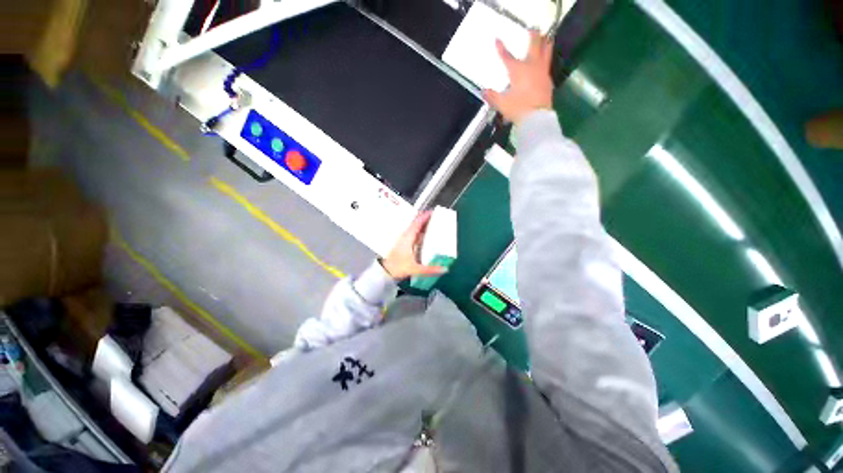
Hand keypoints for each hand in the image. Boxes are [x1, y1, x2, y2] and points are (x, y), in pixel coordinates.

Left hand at [381, 211, 447, 279]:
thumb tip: (444, 269)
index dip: (425, 216)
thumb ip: (430, 269)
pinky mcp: (403, 244)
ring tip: (434, 224)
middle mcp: (405, 236)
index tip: (433, 212)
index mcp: (407, 238)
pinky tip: (426, 236)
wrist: (384, 271)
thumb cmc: (397, 267)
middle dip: (426, 219)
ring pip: (414, 228)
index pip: (417, 223)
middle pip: (416, 223)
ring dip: (423, 225)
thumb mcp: (415, 269)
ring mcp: (404, 239)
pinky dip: (420, 232)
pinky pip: (413, 234)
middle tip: (437, 217)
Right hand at [483, 31, 554, 124]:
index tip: (497, 39)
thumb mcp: (502, 104)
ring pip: (546, 52)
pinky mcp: (548, 80)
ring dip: (545, 43)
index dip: (501, 49)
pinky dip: (546, 60)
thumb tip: (483, 91)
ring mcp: (542, 72)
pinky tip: (545, 62)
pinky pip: (547, 65)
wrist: (537, 118)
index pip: (507, 57)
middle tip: (532, 29)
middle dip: (532, 36)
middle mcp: (532, 66)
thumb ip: (492, 97)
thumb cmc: (518, 109)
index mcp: (518, 70)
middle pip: (534, 45)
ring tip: (546, 38)